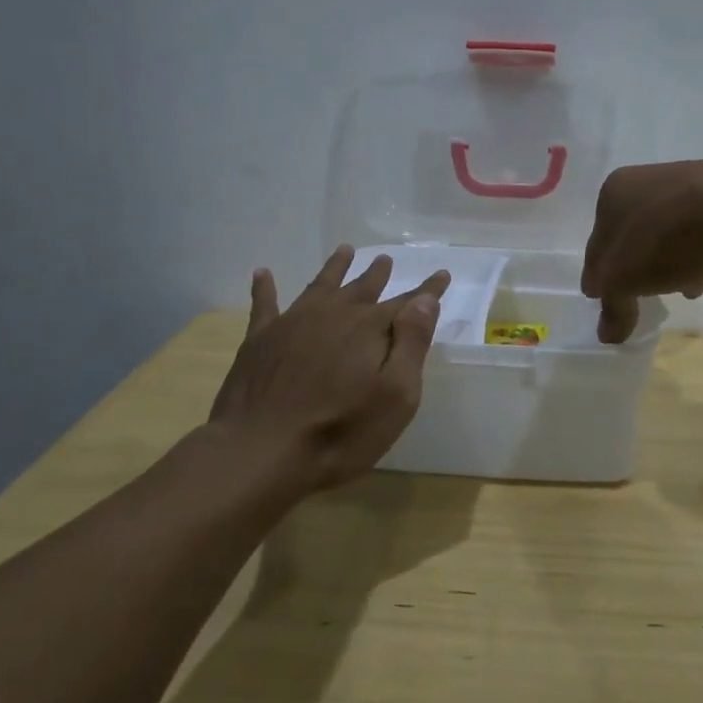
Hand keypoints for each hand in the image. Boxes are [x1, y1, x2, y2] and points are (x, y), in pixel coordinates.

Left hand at [209, 246, 450, 492]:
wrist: (260, 451)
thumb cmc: (340, 432)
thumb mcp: (396, 396)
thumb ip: (412, 344)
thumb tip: (424, 300)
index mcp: (370, 329)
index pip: (407, 304)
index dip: (427, 289)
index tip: (442, 274)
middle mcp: (333, 315)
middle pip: (361, 289)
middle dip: (377, 275)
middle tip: (386, 259)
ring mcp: (293, 323)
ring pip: (320, 286)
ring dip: (335, 268)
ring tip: (345, 251)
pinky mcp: (260, 340)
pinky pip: (265, 303)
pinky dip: (265, 287)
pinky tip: (263, 273)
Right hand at [582, 161, 702, 342]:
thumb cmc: (661, 238)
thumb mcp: (624, 281)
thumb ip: (613, 307)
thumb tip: (607, 335)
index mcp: (612, 193)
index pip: (596, 242)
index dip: (596, 273)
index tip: (599, 296)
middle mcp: (644, 180)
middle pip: (631, 234)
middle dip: (631, 264)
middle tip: (635, 292)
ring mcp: (685, 183)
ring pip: (665, 231)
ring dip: (665, 259)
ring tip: (675, 289)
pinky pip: (698, 230)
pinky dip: (695, 252)